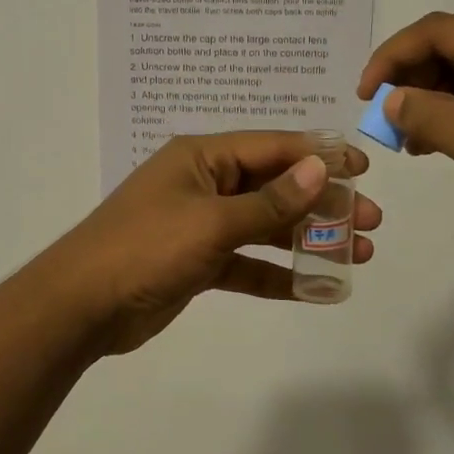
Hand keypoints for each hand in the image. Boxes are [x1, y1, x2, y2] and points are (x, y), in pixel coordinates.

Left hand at [45, 132, 381, 354]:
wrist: (82, 306)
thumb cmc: (146, 249)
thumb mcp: (211, 222)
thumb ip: (268, 202)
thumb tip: (320, 169)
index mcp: (202, 158)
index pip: (272, 148)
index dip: (320, 156)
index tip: (364, 169)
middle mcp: (204, 184)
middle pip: (274, 187)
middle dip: (322, 203)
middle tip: (370, 221)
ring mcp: (200, 225)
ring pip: (265, 226)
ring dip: (307, 239)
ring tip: (358, 253)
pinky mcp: (197, 263)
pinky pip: (247, 263)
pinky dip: (277, 274)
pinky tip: (315, 287)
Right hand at [358, 14, 453, 269]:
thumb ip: (436, 119)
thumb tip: (391, 99)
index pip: (439, 30)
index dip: (393, 55)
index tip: (365, 94)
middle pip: (450, 47)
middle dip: (408, 77)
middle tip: (383, 119)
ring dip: (427, 98)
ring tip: (405, 138)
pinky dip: (451, 114)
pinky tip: (433, 145)